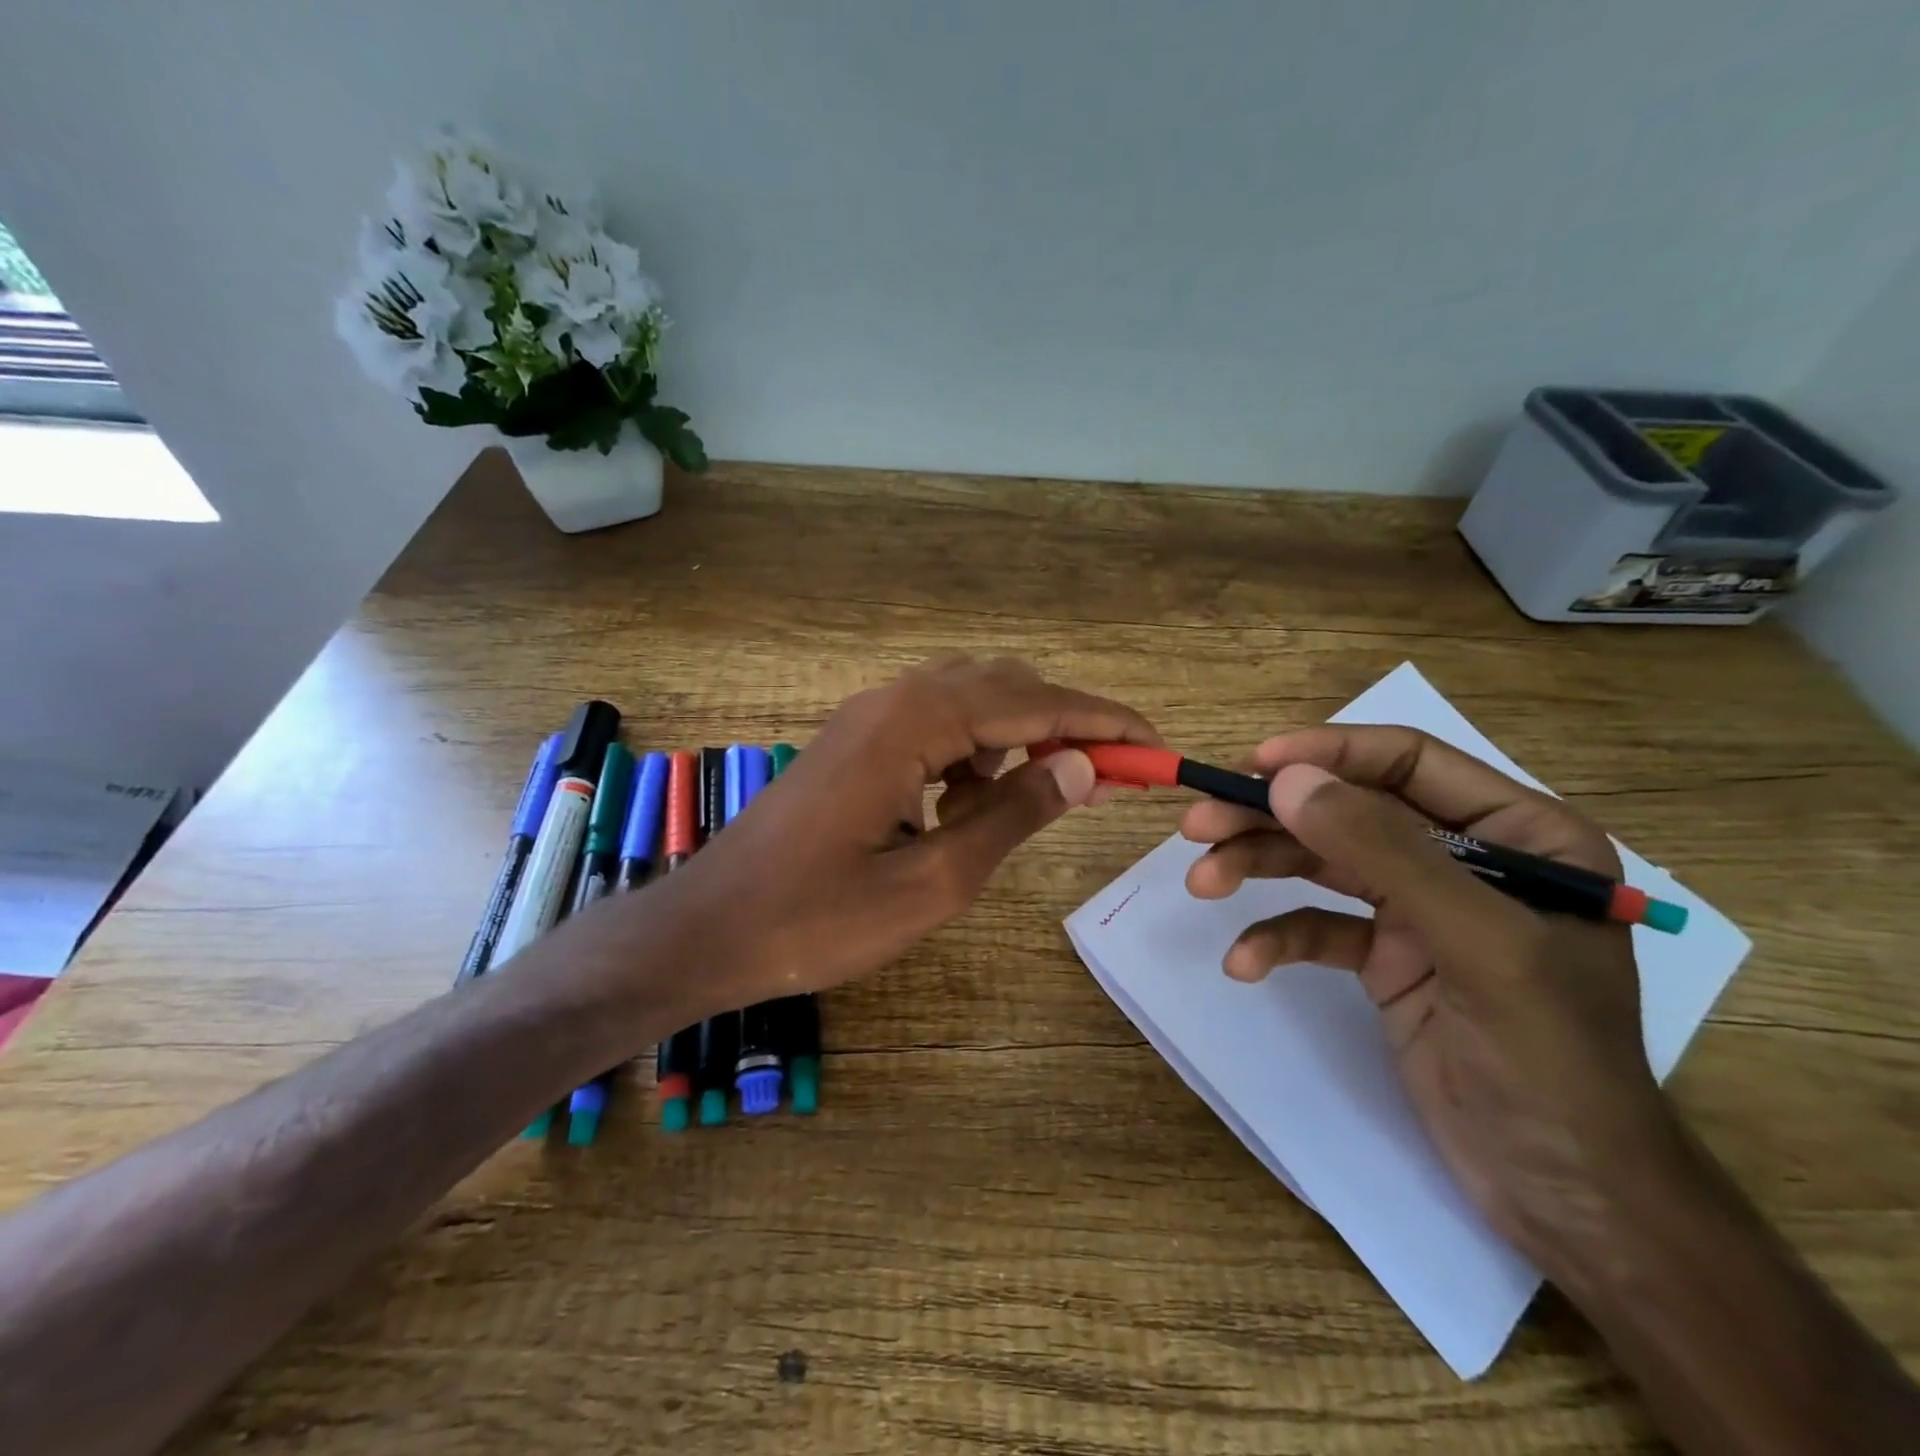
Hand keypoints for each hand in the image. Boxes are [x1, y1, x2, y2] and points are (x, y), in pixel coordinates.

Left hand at [664, 655, 1159, 1008]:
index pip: (1033, 703)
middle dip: (1065, 725)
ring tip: (1036, 799)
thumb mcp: (935, 880)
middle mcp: (892, 699)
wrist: (710, 928)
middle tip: (1111, 776)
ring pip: (968, 702)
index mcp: (914, 723)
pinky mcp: (855, 743)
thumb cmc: (818, 919)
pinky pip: (933, 727)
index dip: (1102, 721)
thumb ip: (1012, 815)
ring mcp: (868, 717)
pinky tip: (968, 804)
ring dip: (1016, 739)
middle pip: (1003, 687)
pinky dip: (971, 754)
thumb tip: (1082, 767)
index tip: (1156, 745)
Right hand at [1179, 726, 1674, 1266]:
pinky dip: (1278, 938)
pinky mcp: (1387, 958)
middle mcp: (1467, 860)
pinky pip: (1320, 927)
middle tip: (1198, 826)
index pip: (1410, 763)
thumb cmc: (1549, 1059)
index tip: (1252, 765)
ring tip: (1202, 883)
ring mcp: (1421, 911)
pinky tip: (1244, 962)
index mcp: (1520, 834)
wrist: (1565, 1196)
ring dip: (1258, 869)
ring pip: (1323, 864)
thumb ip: (1384, 853)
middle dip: (1271, 818)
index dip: (1328, 753)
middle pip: (1349, 812)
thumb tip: (1286, 780)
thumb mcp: (1474, 943)